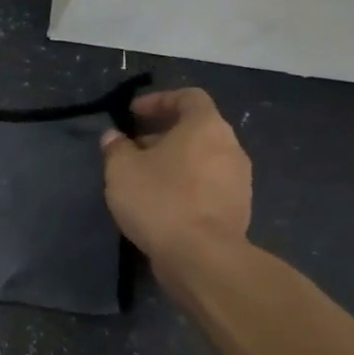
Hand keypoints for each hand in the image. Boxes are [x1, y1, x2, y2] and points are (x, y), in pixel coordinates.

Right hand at [101, 87, 251, 276]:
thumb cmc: (160, 200)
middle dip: (163, 134)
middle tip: (133, 148)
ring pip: (203, 159)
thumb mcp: (121, 169)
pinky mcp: (237, 209)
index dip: (159, 100)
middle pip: (197, 129)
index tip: (133, 114)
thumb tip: (114, 137)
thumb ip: (116, 147)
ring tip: (144, 178)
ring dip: (175, 162)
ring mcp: (239, 180)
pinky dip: (186, 185)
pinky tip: (162, 203)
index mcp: (206, 127)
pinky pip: (208, 185)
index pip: (189, 97)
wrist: (202, 257)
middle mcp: (230, 147)